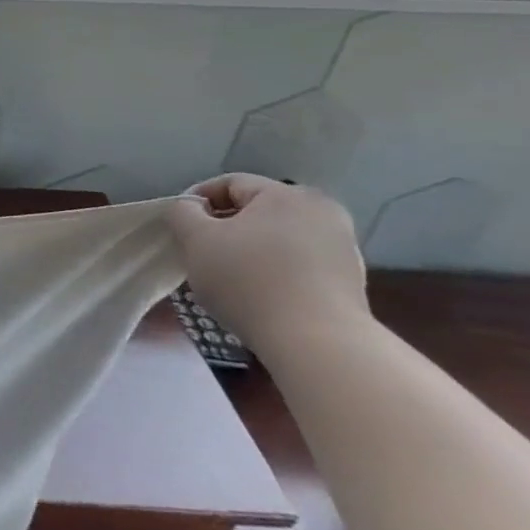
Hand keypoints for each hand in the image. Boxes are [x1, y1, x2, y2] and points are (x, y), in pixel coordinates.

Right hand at [166, 174, 369, 357]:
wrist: (318, 345)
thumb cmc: (248, 280)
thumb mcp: (196, 239)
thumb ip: (182, 213)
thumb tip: (190, 209)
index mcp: (287, 194)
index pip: (229, 184)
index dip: (196, 200)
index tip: (178, 225)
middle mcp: (322, 213)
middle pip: (256, 211)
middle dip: (224, 227)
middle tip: (200, 251)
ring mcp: (342, 250)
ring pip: (277, 239)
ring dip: (249, 250)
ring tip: (226, 276)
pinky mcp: (350, 284)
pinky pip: (298, 265)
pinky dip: (274, 272)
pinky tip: (257, 295)